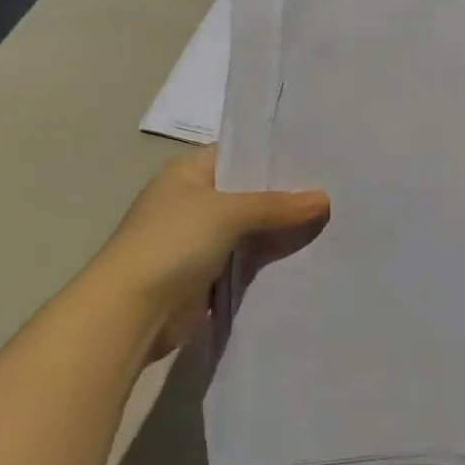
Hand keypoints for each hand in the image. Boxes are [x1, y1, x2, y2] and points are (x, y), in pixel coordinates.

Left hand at [81, 147, 328, 361]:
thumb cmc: (172, 243)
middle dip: (285, 195)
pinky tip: (306, 255)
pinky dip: (269, 260)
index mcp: (188, 172)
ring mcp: (198, 240)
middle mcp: (192, 200)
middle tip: (334, 189)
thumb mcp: (228, 212)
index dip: (274, 153)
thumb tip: (324, 199)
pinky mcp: (206, 275)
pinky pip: (246, 260)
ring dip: (280, 230)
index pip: (239, 153)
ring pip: (250, 229)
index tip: (317, 156)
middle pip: (248, 192)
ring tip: (331, 220)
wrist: (130, 312)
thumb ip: (277, 205)